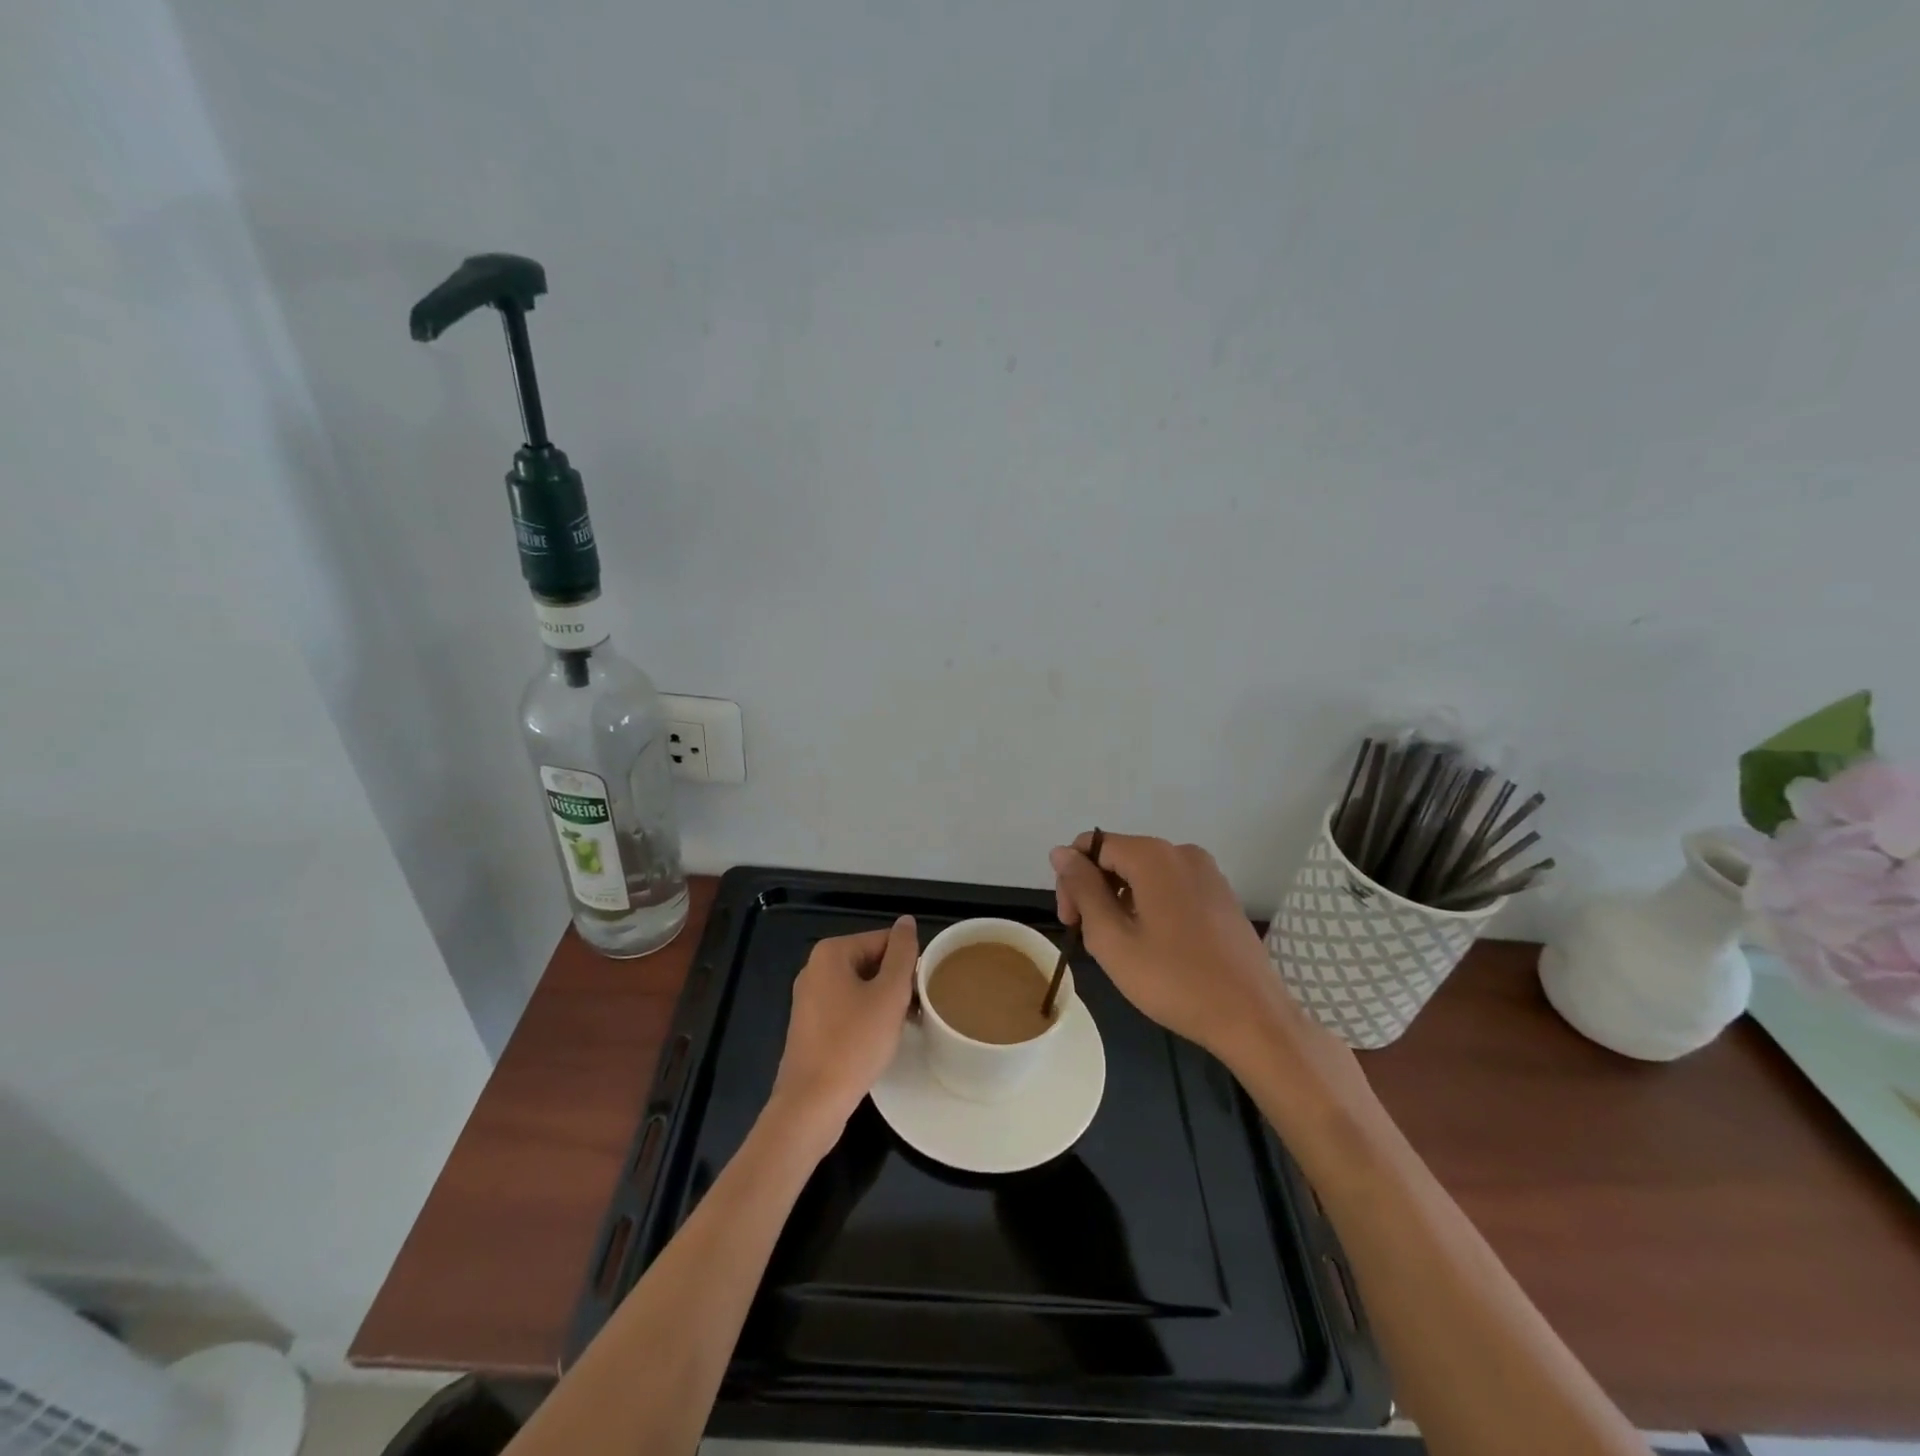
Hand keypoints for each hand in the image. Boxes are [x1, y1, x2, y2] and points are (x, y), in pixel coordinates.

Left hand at [771, 917, 918, 1141]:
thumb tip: (906, 921)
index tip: (922, 991)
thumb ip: (902, 954)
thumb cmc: (854, 1044)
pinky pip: (847, 1008)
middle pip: (872, 962)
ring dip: (884, 1002)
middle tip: (916, 1011)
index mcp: (831, 953)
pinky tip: (879, 1040)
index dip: (909, 963)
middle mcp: (815, 968)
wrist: (811, 1105)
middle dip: (896, 983)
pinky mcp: (810, 1026)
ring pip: (861, 987)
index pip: (884, 940)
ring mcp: (809, 998)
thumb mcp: (889, 995)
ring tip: (903, 1027)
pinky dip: (867, 1018)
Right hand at [1051, 833, 1296, 1061]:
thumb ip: (1082, 889)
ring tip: (1124, 950)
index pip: (1092, 846)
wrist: (1253, 1019)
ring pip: (1144, 875)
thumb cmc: (1174, 980)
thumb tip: (1060, 852)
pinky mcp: (1222, 895)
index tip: (1072, 922)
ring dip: (1122, 903)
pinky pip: (1171, 887)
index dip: (1071, 880)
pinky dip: (1151, 907)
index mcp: (1153, 856)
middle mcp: (1182, 852)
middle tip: (1092, 941)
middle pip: (1119, 857)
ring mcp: (1208, 873)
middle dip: (1096, 892)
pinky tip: (1155, 947)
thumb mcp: (1112, 938)